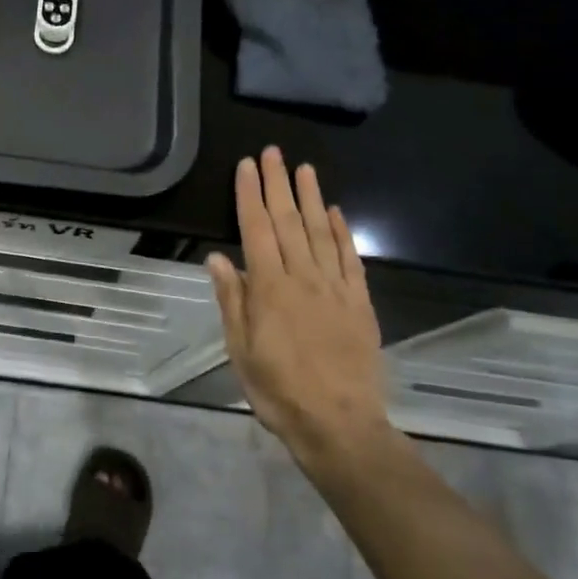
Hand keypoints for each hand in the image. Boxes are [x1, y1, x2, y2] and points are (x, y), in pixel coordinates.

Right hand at [207, 147, 396, 480]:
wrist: (340, 425)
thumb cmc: (279, 392)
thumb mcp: (241, 352)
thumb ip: (232, 301)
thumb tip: (217, 258)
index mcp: (270, 289)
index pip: (256, 230)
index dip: (250, 196)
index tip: (246, 167)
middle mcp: (304, 279)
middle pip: (289, 222)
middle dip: (278, 184)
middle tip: (273, 152)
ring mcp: (336, 289)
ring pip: (321, 232)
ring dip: (311, 198)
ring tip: (304, 168)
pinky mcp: (360, 304)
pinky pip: (350, 259)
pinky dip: (343, 232)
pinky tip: (335, 212)